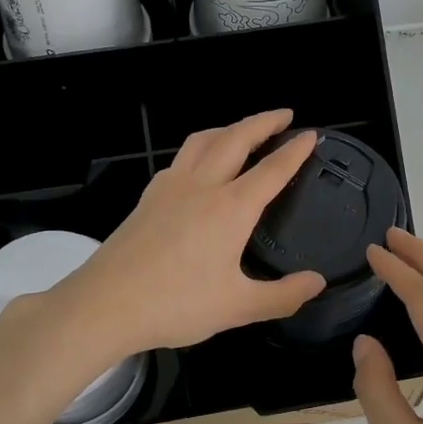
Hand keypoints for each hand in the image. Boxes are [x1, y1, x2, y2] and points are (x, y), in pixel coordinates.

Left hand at [60, 110, 327, 356]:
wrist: (106, 304)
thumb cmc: (176, 304)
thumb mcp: (237, 307)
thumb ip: (282, 295)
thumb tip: (317, 282)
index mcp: (230, 208)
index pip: (272, 170)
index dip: (294, 151)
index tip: (311, 135)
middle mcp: (202, 186)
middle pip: (236, 139)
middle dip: (263, 122)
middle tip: (284, 116)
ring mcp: (170, 187)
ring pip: (202, 141)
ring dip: (228, 128)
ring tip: (242, 131)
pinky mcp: (148, 197)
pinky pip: (180, 159)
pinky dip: (200, 148)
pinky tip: (198, 165)